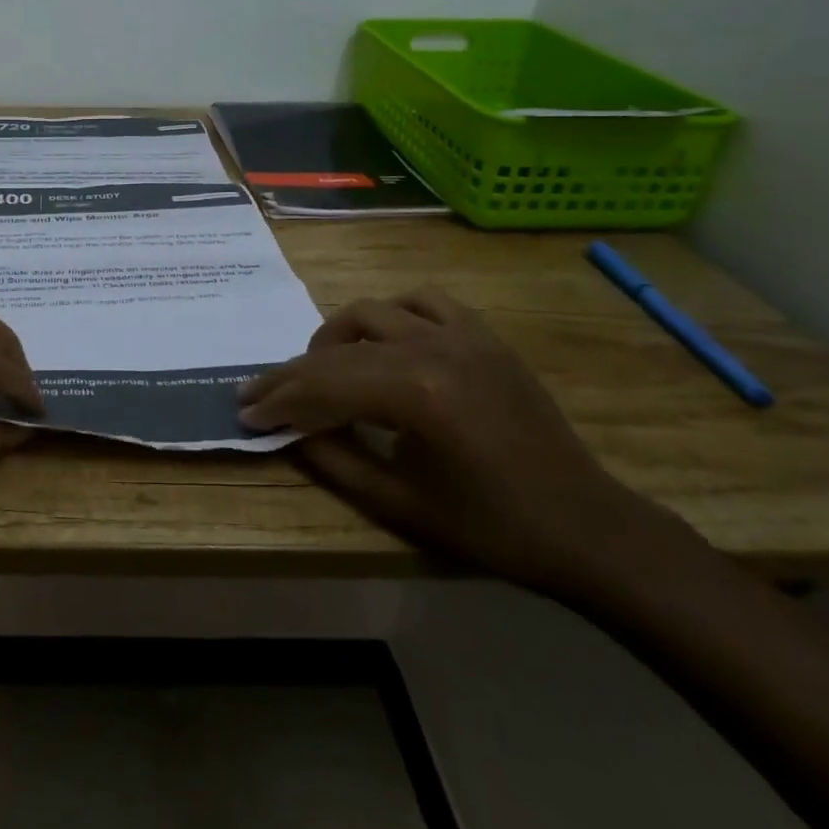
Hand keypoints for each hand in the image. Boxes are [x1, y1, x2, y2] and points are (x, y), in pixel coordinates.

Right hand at [238, 289, 693, 601]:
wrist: (584, 525)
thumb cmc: (491, 527)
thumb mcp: (399, 505)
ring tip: (322, 367)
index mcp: (415, 393)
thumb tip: (288, 431)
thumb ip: (334, 461)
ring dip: (336, 336)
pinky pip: (424, 302)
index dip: (279, 400)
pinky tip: (384, 341)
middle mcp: (433, 348)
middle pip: (338, 349)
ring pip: (373, 311)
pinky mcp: (483, 335)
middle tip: (263, 396)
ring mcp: (461, 334)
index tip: (245, 412)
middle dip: (292, 374)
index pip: (323, 385)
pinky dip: (391, 315)